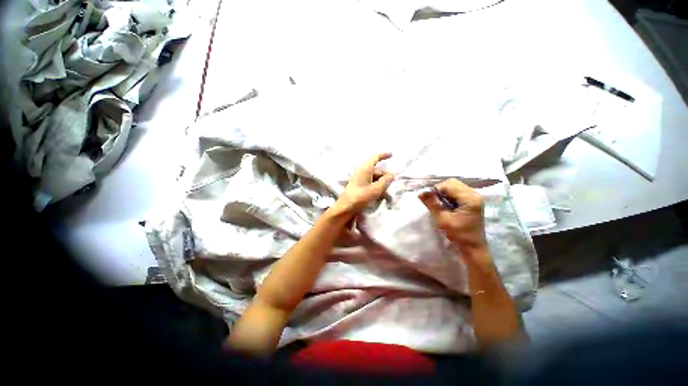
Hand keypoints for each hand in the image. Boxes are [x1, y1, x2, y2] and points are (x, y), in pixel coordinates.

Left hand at [331, 153, 394, 216]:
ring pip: (374, 178)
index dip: (384, 155)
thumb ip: (385, 181)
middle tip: (393, 184)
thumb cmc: (360, 197)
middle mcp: (361, 171)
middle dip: (385, 176)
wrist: (345, 208)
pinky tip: (380, 195)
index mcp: (365, 169)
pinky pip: (370, 183)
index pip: (375, 157)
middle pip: (376, 170)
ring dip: (381, 183)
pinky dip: (376, 187)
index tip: (392, 154)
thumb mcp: (376, 189)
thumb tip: (392, 175)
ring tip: (387, 192)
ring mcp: (359, 179)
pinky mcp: (358, 186)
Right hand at [418, 178, 488, 262]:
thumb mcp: (442, 219)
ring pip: (454, 187)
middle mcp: (474, 194)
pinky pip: (457, 192)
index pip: (449, 185)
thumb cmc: (459, 234)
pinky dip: (448, 196)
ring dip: (443, 193)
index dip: (436, 190)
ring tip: (438, 204)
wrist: (473, 247)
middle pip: (452, 183)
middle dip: (439, 190)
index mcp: (470, 198)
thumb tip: (421, 193)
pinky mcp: (471, 201)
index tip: (427, 199)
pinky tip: (445, 205)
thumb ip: (432, 204)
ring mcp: (474, 197)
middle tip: (433, 201)